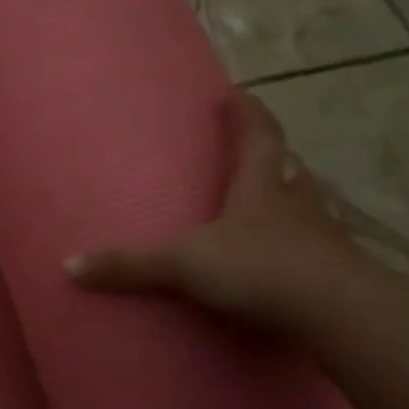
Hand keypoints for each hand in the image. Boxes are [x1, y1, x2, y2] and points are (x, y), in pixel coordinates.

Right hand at [65, 92, 359, 330]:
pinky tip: (291, 261)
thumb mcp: (184, 264)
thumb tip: (69, 266)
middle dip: (271, 155)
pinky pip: (317, 250)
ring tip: (274, 202)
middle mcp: (296, 204)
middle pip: (287, 168)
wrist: (339, 315)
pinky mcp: (336, 275)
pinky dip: (303, 247)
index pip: (257, 137)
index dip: (247, 113)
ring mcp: (322, 239)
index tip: (237, 93)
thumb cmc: (260, 269)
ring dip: (292, 198)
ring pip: (308, 206)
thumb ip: (130, 265)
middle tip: (256, 150)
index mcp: (260, 188)